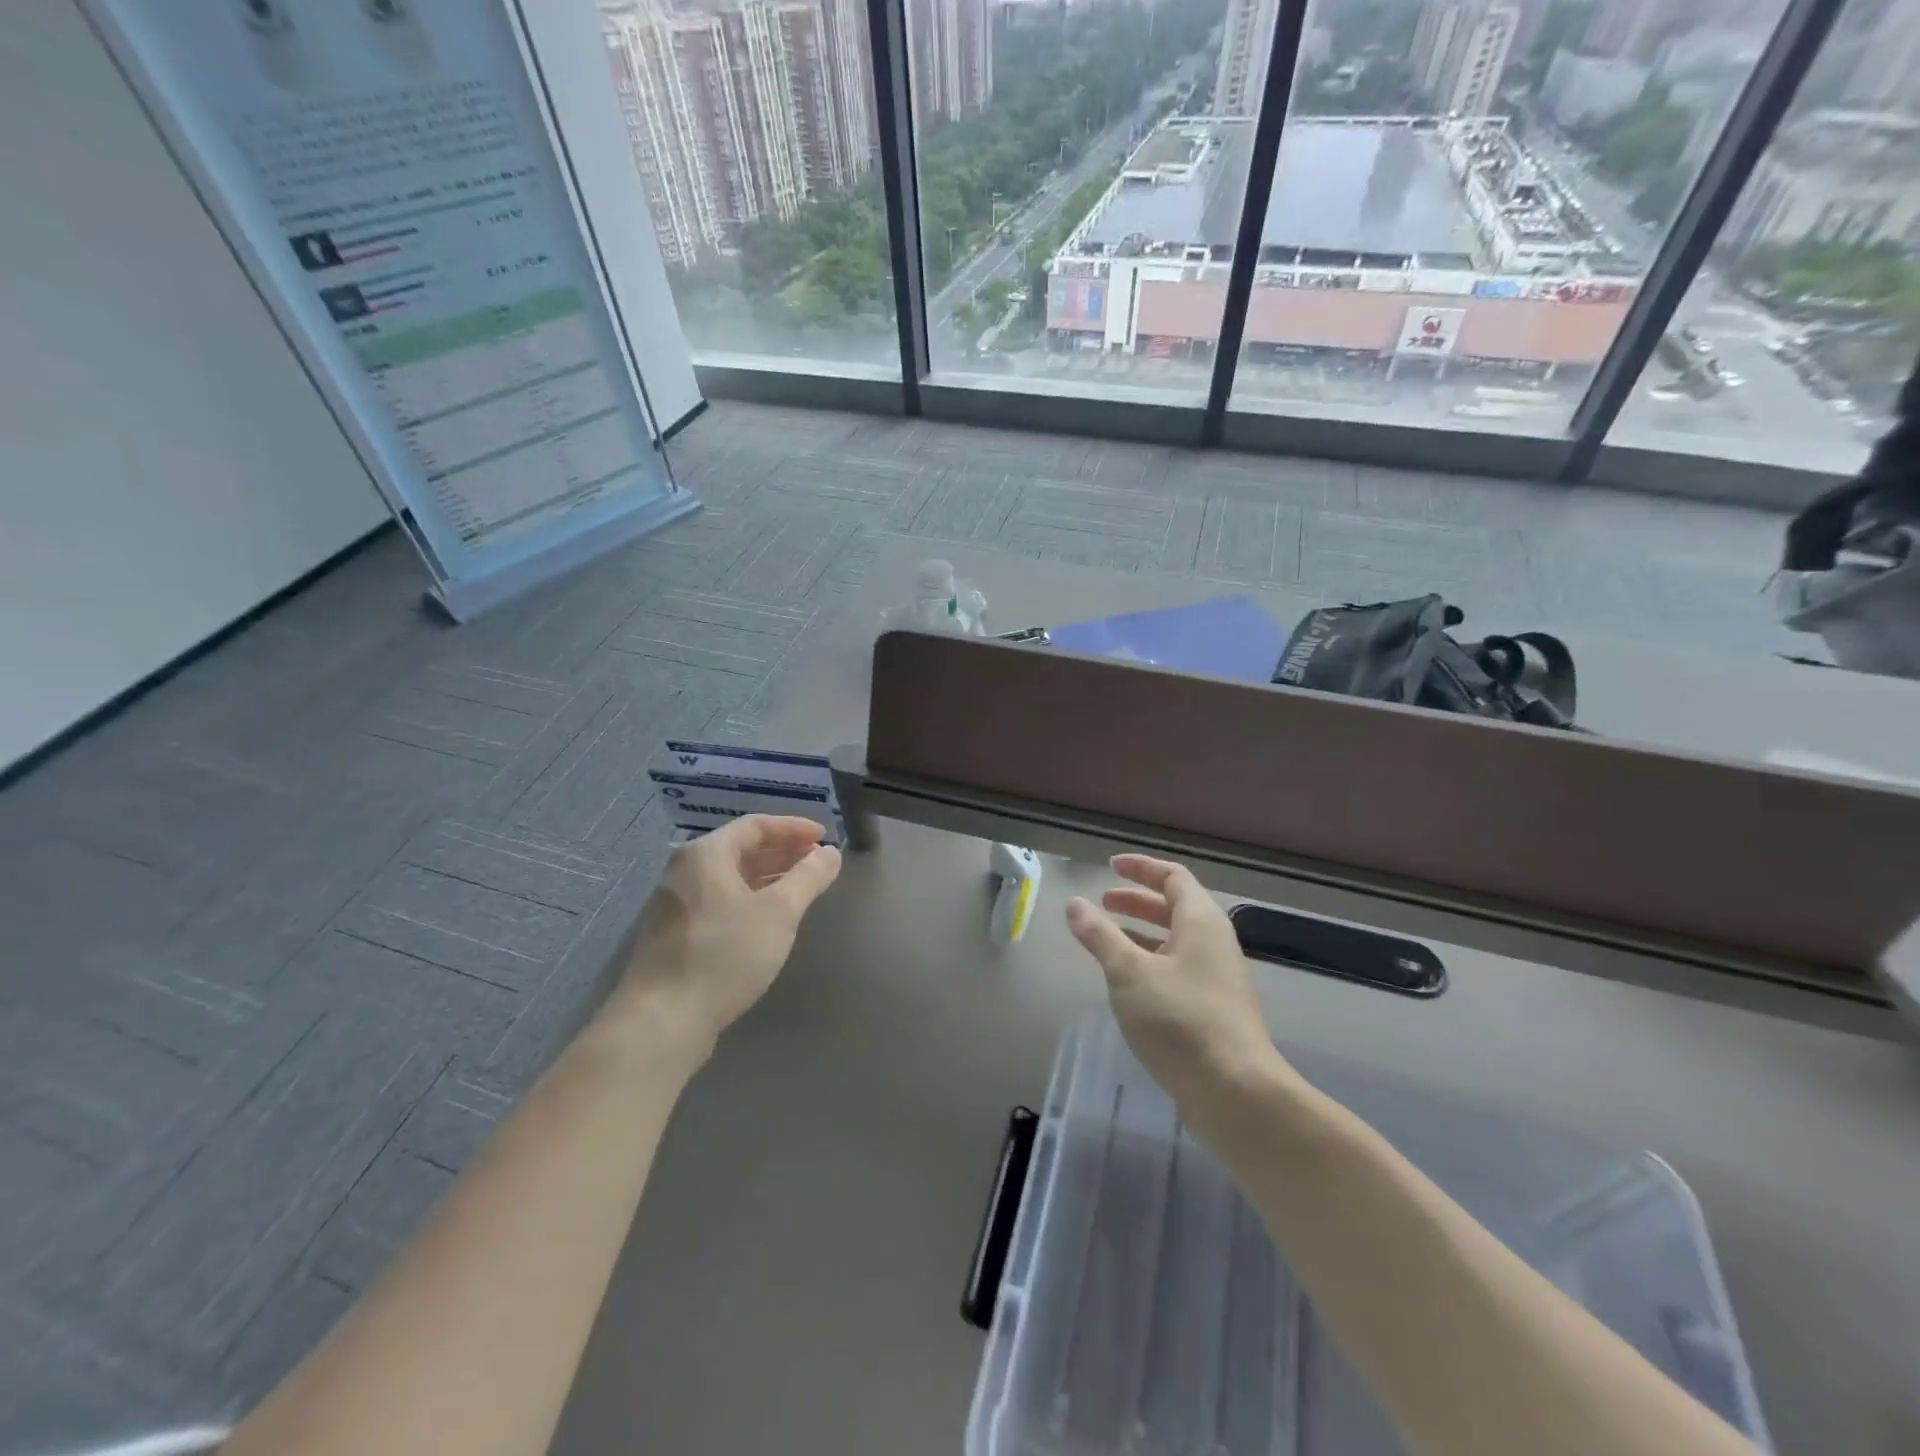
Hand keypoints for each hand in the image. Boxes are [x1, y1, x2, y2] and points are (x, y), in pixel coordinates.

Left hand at [616, 815, 841, 1051]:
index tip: (824, 837)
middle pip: (740, 849)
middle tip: (817, 862)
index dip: (794, 828)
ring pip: (729, 879)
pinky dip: (748, 900)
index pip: (755, 826)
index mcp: (705, 854)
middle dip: (782, 853)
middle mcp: (684, 871)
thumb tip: (830, 853)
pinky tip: (767, 920)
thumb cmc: (724, 954)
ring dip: (767, 877)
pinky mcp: (673, 935)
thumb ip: (808, 877)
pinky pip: (718, 902)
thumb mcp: (778, 913)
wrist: (662, 1020)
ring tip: (800, 889)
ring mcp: (674, 904)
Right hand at [1066, 855, 1283, 1114]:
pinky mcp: (1216, 1009)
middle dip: (1138, 900)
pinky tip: (1129, 983)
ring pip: (1177, 940)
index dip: (1142, 868)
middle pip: (1176, 907)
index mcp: (1201, 921)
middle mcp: (1215, 942)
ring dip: (1142, 932)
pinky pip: (1180, 968)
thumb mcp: (1129, 973)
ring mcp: (1219, 978)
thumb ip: (1100, 935)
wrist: (1236, 1091)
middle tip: (1103, 902)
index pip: (1173, 877)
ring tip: (1107, 939)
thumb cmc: (1180, 1020)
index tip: (1110, 866)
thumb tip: (1075, 904)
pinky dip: (1152, 961)